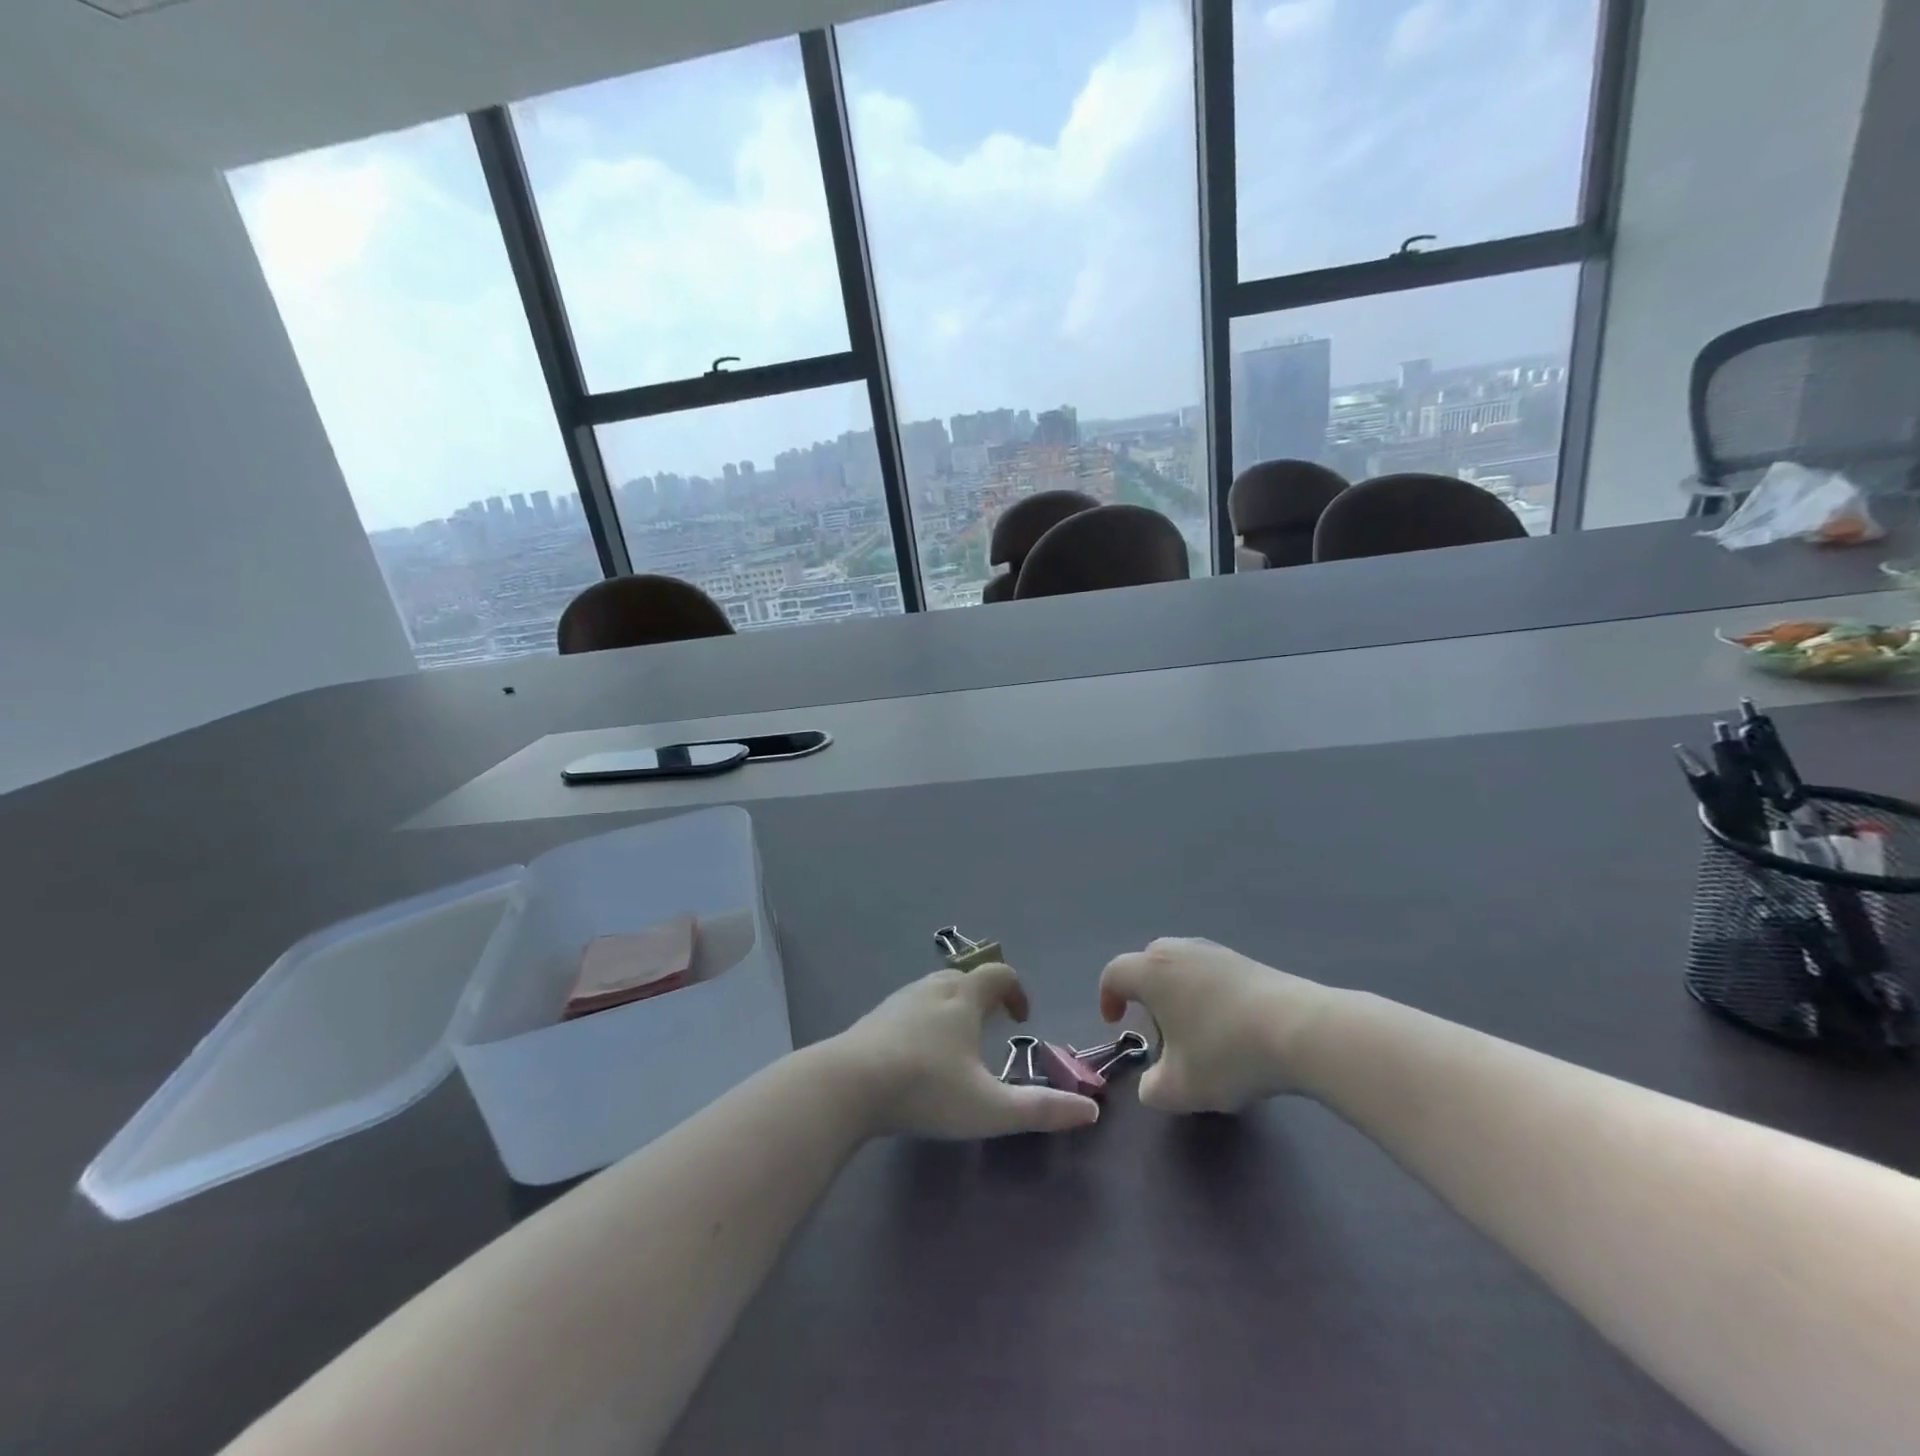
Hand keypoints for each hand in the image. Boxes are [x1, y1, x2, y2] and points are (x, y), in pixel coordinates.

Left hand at [827, 964, 1100, 1138]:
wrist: (847, 1084)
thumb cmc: (926, 1089)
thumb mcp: (989, 1108)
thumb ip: (1041, 1110)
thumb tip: (1091, 1110)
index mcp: (963, 998)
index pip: (998, 975)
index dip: (1016, 991)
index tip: (1022, 1019)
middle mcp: (932, 989)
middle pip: (965, 977)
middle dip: (984, 997)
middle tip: (992, 1028)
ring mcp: (899, 1000)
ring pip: (934, 990)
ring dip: (953, 1006)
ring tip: (958, 1041)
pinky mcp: (873, 1018)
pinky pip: (909, 1007)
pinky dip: (924, 1018)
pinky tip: (917, 1052)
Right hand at [1099, 937, 1337, 1112]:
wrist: (1301, 1030)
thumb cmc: (1226, 1052)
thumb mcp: (1180, 1088)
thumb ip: (1152, 1090)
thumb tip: (1152, 1085)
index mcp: (1151, 972)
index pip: (1114, 974)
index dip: (1108, 997)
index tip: (1116, 1023)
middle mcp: (1178, 951)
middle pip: (1148, 963)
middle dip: (1145, 993)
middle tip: (1157, 1028)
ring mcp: (1216, 952)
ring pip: (1182, 966)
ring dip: (1178, 993)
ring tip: (1195, 1030)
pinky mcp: (1247, 961)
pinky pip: (1211, 972)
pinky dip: (1208, 994)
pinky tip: (1228, 1026)